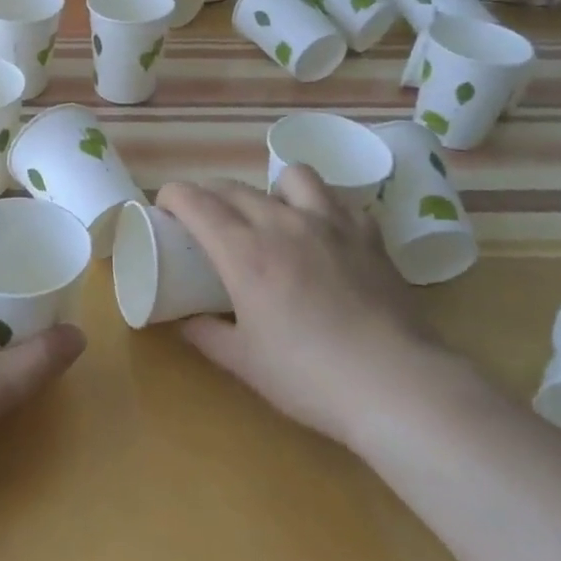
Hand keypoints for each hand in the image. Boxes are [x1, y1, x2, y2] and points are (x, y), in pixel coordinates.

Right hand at [160, 169, 431, 444]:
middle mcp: (281, 223)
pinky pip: (337, 199)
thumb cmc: (309, 376)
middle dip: (209, 194)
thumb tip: (184, 321)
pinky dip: (321, 206)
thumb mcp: (245, 362)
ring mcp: (329, 223)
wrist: (395, 385)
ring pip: (291, 175)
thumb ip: (206, 335)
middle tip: (204, 220)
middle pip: (234, 187)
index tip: (165, 207)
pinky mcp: (367, 234)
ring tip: (271, 215)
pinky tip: (322, 231)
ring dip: (270, 188)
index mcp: (244, 251)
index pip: (195, 200)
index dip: (172, 195)